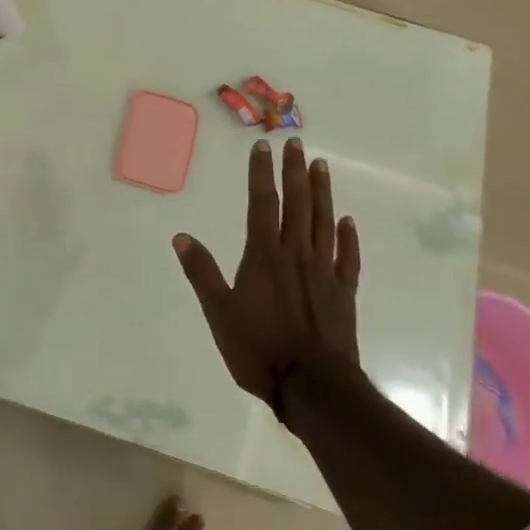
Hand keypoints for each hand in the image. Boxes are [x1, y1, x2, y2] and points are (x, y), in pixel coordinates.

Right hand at [172, 137, 360, 406]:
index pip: (262, 203)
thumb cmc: (258, 348)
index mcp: (264, 255)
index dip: (261, 173)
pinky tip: (348, 222)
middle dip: (295, 171)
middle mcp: (296, 254)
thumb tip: (181, 236)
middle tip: (297, 142)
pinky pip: (348, 258)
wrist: (312, 387)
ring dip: (322, 192)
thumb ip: (202, 272)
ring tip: (321, 166)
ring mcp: (324, 272)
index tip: (263, 146)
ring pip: (324, 223)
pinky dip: (348, 238)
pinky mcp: (344, 293)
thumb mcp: (218, 312)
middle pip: (297, 204)